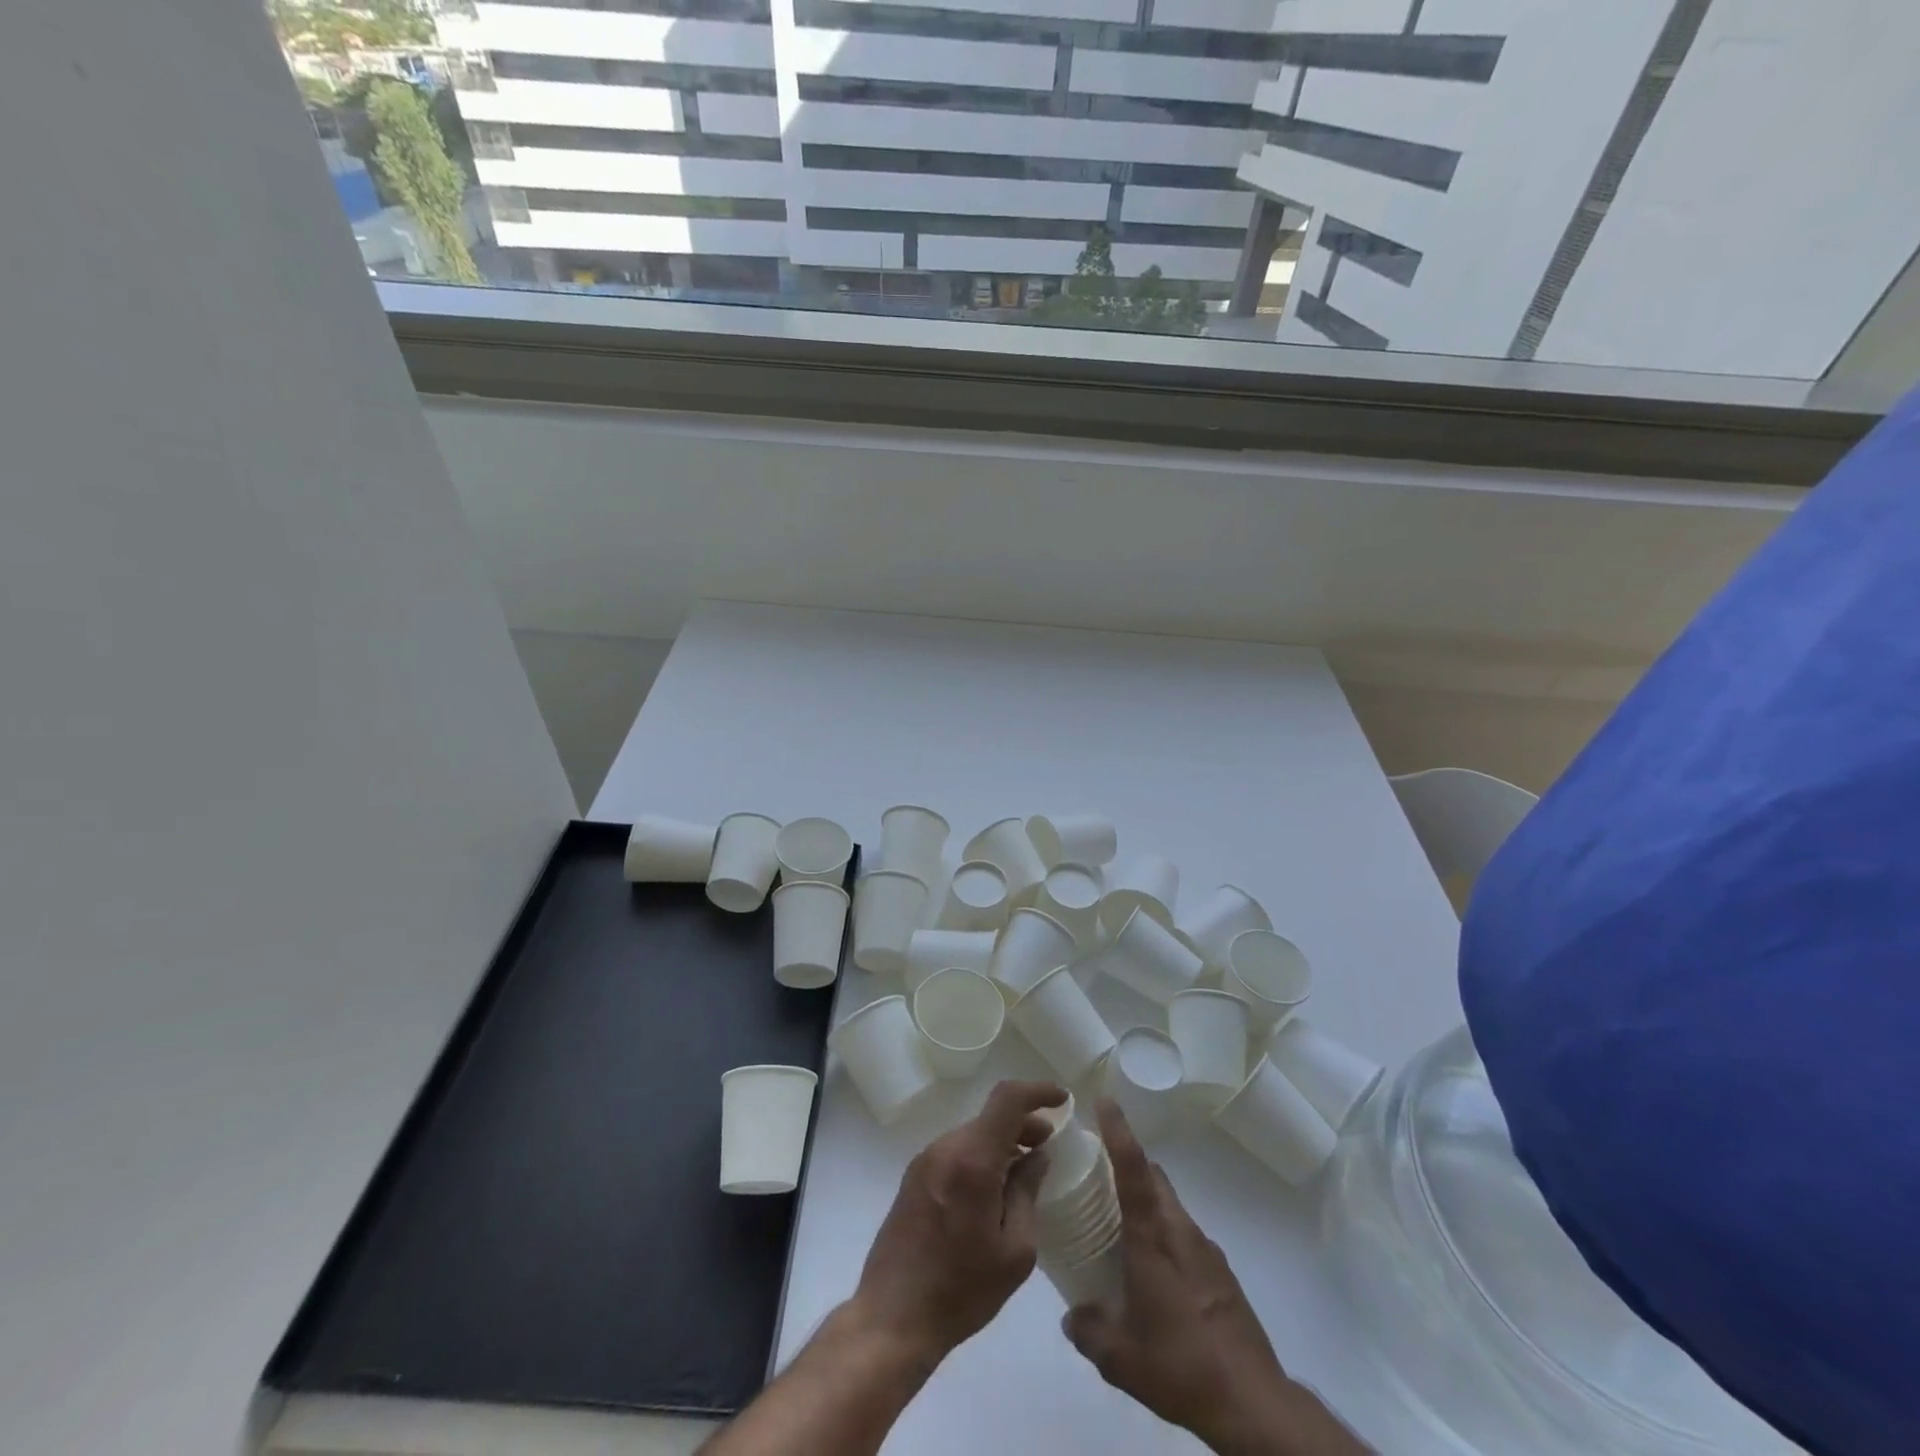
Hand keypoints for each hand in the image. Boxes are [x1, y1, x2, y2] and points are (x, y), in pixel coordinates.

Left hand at [850, 1079, 1067, 1367]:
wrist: (893, 1317)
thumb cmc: (962, 1290)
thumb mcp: (1015, 1251)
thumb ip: (1027, 1193)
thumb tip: (1037, 1156)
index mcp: (973, 1160)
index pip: (1007, 1099)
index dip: (1037, 1091)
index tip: (1061, 1100)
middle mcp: (946, 1148)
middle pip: (990, 1116)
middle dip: (1023, 1123)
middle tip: (1048, 1147)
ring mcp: (926, 1160)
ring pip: (973, 1133)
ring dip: (1002, 1141)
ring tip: (1023, 1172)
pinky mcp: (914, 1176)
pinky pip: (956, 1151)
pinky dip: (981, 1155)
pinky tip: (993, 1189)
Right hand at [1063, 1100, 1368, 1455]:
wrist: (1252, 1402)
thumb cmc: (1180, 1366)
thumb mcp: (1120, 1358)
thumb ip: (1088, 1330)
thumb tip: (1070, 1316)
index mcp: (1152, 1238)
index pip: (1133, 1168)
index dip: (1119, 1130)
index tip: (1104, 1100)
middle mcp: (1180, 1231)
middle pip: (1153, 1176)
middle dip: (1128, 1161)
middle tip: (1097, 1171)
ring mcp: (1205, 1249)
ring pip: (1170, 1204)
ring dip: (1146, 1201)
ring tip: (1120, 1227)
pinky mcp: (1221, 1272)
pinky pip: (1185, 1234)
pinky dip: (1165, 1233)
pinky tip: (1154, 1273)